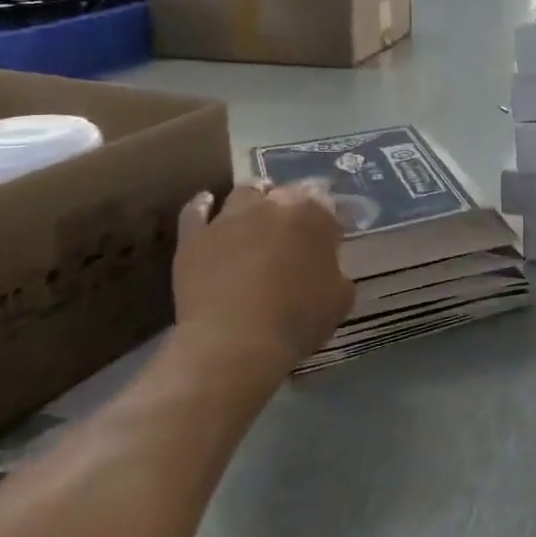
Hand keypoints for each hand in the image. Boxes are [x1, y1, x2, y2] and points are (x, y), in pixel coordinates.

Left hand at [170, 184, 355, 368]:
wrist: (234, 344)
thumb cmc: (296, 320)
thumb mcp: (340, 299)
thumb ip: (337, 273)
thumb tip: (328, 269)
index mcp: (313, 213)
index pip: (326, 202)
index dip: (329, 219)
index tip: (331, 238)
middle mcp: (272, 203)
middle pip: (285, 192)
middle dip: (293, 207)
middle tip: (295, 232)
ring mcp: (230, 217)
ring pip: (244, 193)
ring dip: (253, 201)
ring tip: (255, 218)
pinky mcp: (195, 236)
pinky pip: (196, 211)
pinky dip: (203, 206)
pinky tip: (207, 206)